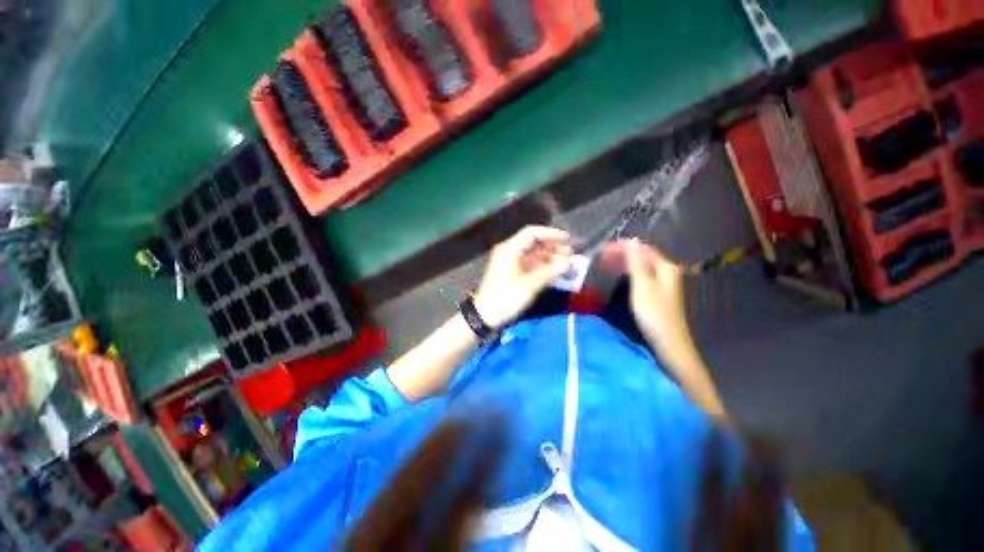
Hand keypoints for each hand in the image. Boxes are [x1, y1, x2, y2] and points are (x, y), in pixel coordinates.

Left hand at [473, 226, 572, 328]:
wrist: (485, 316)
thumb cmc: (505, 298)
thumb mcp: (529, 285)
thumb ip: (550, 272)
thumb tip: (569, 262)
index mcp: (509, 249)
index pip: (532, 233)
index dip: (551, 234)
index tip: (567, 239)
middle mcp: (510, 252)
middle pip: (534, 243)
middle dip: (553, 247)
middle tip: (571, 254)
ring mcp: (512, 262)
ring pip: (534, 254)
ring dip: (550, 257)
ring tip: (568, 263)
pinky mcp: (514, 273)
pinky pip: (531, 264)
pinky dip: (544, 266)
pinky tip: (557, 270)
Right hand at [602, 239, 688, 351]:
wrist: (668, 340)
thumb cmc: (654, 312)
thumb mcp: (642, 285)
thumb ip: (636, 263)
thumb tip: (632, 241)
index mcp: (665, 266)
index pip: (641, 248)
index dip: (622, 246)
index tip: (603, 248)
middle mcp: (666, 270)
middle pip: (641, 256)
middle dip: (621, 254)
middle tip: (601, 256)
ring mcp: (662, 281)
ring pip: (640, 265)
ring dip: (623, 262)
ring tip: (605, 263)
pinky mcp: (656, 291)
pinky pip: (640, 274)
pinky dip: (627, 272)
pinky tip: (618, 274)